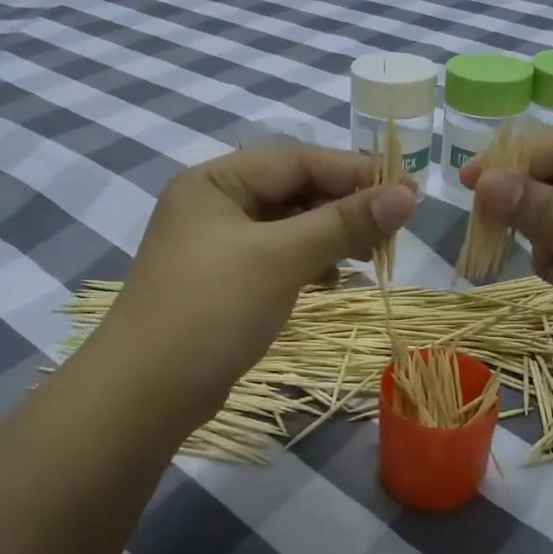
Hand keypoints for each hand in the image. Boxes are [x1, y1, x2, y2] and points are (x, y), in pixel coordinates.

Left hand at [103, 144, 415, 426]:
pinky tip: (332, 279)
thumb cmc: (211, 310)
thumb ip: (343, 223)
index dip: (354, 172)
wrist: (145, 393)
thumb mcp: (280, 259)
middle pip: (293, 190)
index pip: (296, 160)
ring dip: (330, 235)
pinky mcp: (225, 281)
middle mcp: (213, 204)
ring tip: (367, 256)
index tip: (406, 191)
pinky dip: (309, 262)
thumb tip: (406, 196)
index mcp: (215, 181)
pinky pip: (277, 256)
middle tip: (392, 228)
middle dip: (343, 205)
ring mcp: (217, 245)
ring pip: (288, 225)